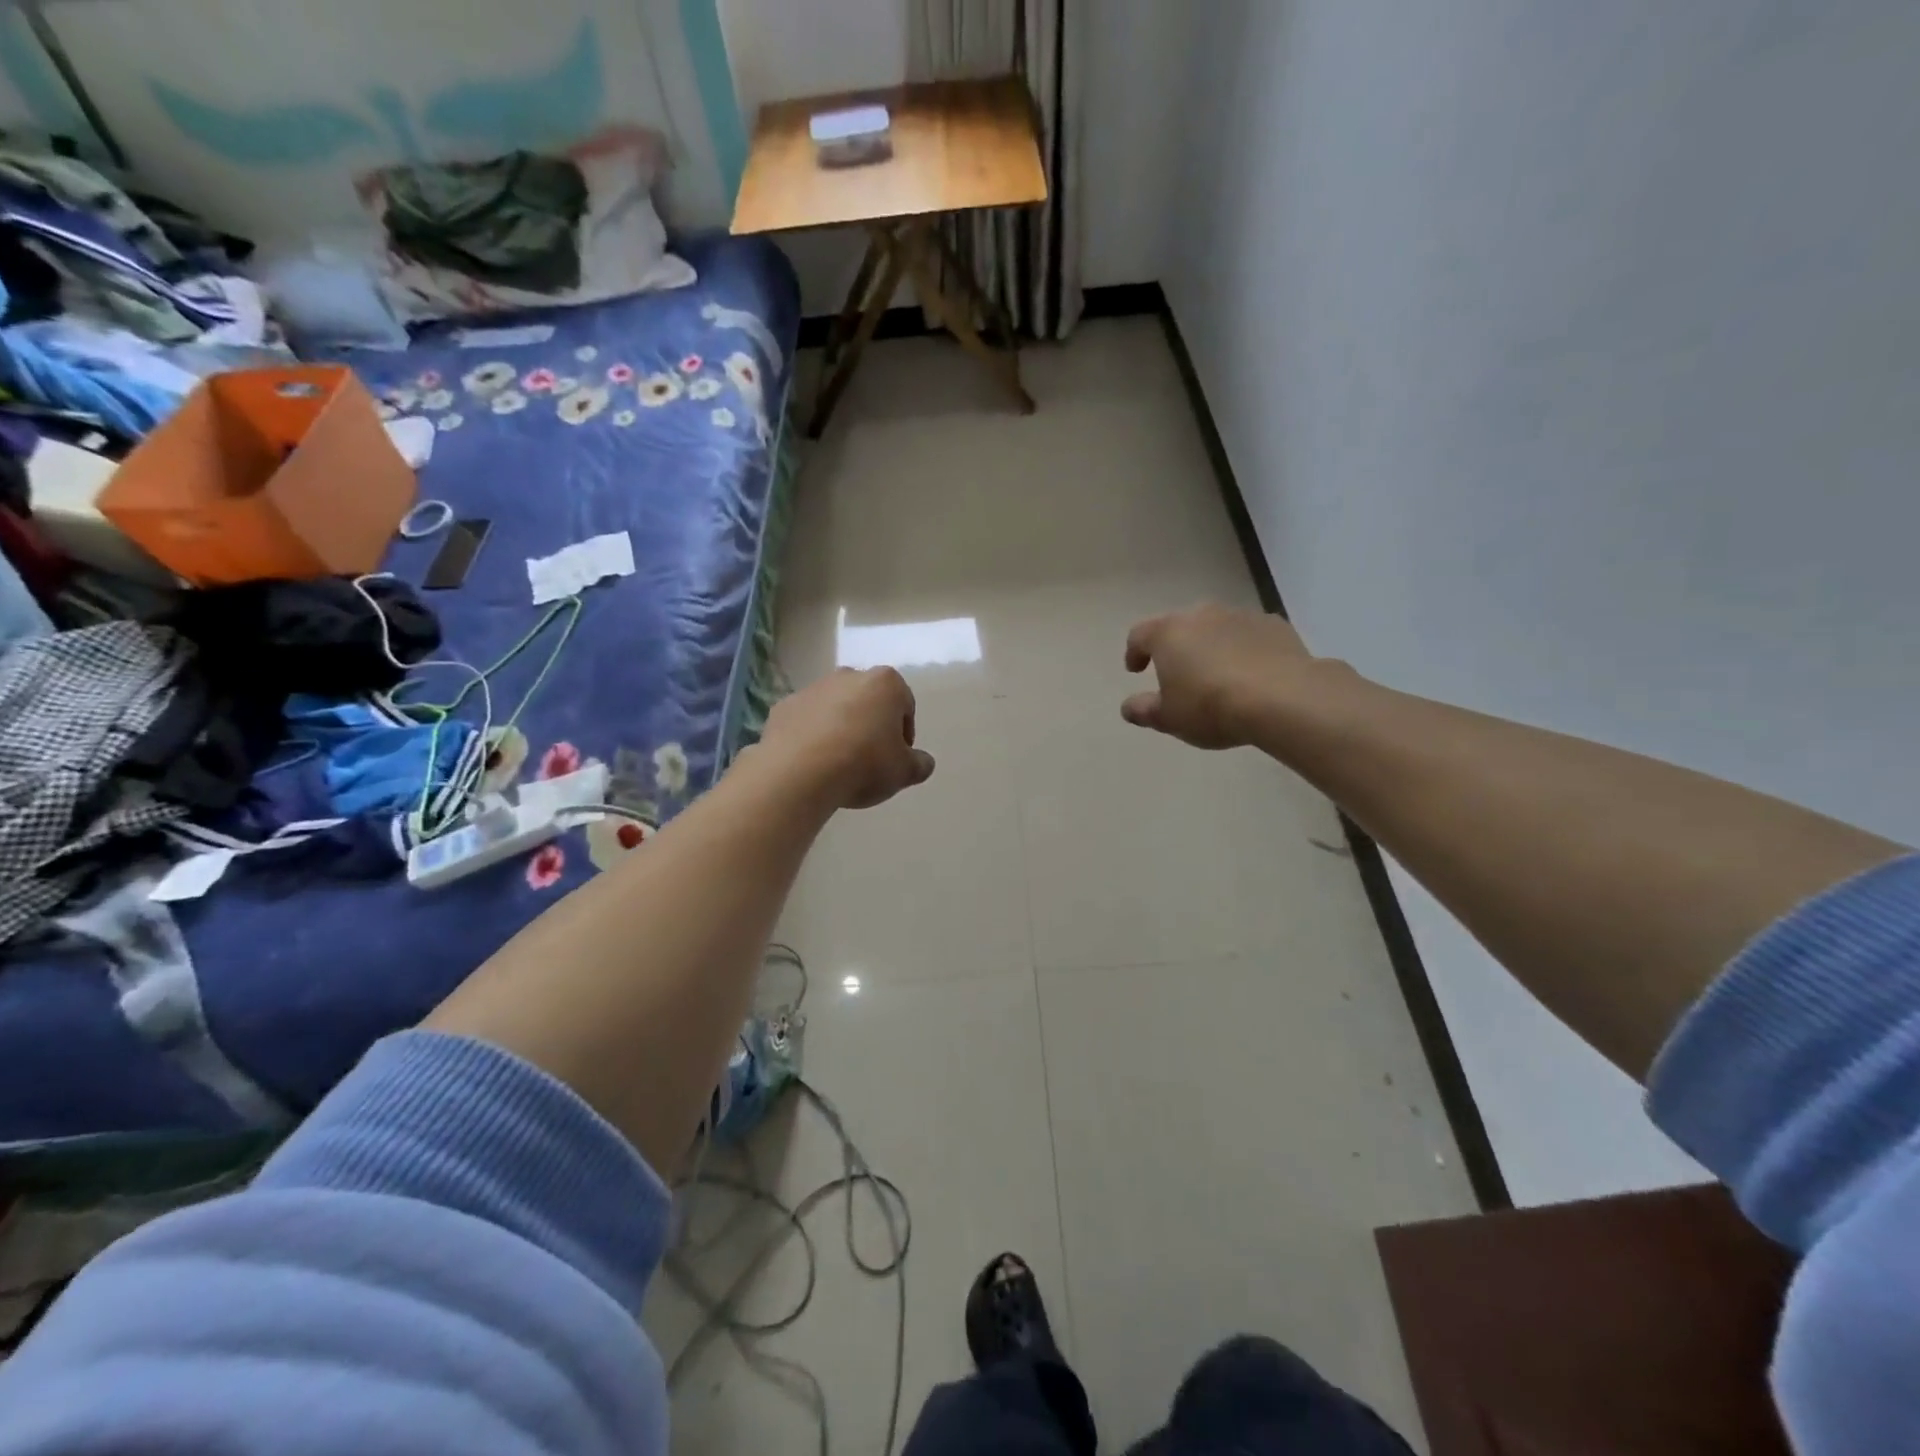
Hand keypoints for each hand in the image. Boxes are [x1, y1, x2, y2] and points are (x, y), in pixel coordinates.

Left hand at [758, 667, 935, 809]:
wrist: (799, 772)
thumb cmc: (863, 764)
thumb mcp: (904, 772)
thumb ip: (919, 764)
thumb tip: (922, 762)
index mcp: (885, 683)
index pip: (905, 706)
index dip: (904, 735)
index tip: (896, 759)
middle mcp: (848, 675)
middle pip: (868, 701)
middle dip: (871, 725)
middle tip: (869, 760)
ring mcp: (813, 688)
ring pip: (835, 708)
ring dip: (840, 729)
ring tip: (838, 764)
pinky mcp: (784, 706)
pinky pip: (806, 721)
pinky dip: (811, 736)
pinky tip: (812, 763)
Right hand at [1122, 604, 1316, 748]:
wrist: (1282, 698)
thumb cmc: (1211, 707)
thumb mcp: (1169, 718)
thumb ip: (1144, 710)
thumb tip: (1128, 707)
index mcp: (1168, 633)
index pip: (1139, 635)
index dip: (1134, 652)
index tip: (1136, 670)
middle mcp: (1202, 615)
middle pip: (1179, 626)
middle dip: (1175, 647)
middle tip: (1178, 673)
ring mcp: (1240, 616)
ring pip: (1216, 627)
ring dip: (1211, 646)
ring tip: (1217, 675)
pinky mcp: (1274, 625)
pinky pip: (1249, 635)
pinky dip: (1243, 649)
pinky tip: (1251, 674)